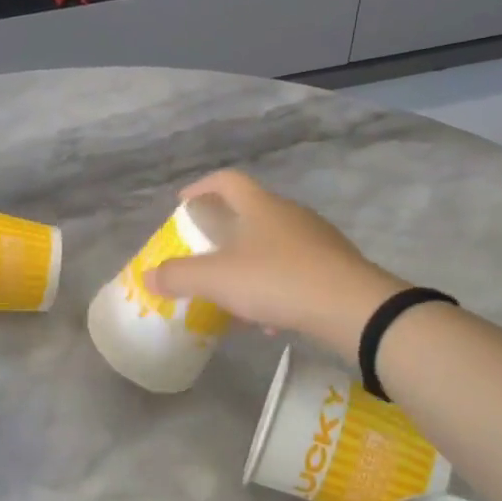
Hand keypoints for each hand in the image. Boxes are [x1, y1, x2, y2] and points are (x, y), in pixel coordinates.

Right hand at [144, 170, 406, 358]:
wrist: (353, 307)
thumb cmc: (277, 279)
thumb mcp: (217, 279)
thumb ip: (179, 276)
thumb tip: (149, 276)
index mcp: (259, 206)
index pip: (225, 180)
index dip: (200, 187)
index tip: (182, 204)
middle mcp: (288, 214)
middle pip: (249, 211)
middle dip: (223, 231)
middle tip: (204, 251)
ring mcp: (316, 239)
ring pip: (272, 244)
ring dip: (248, 263)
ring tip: (232, 293)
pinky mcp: (335, 266)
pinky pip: (294, 270)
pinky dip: (274, 287)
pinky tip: (268, 320)